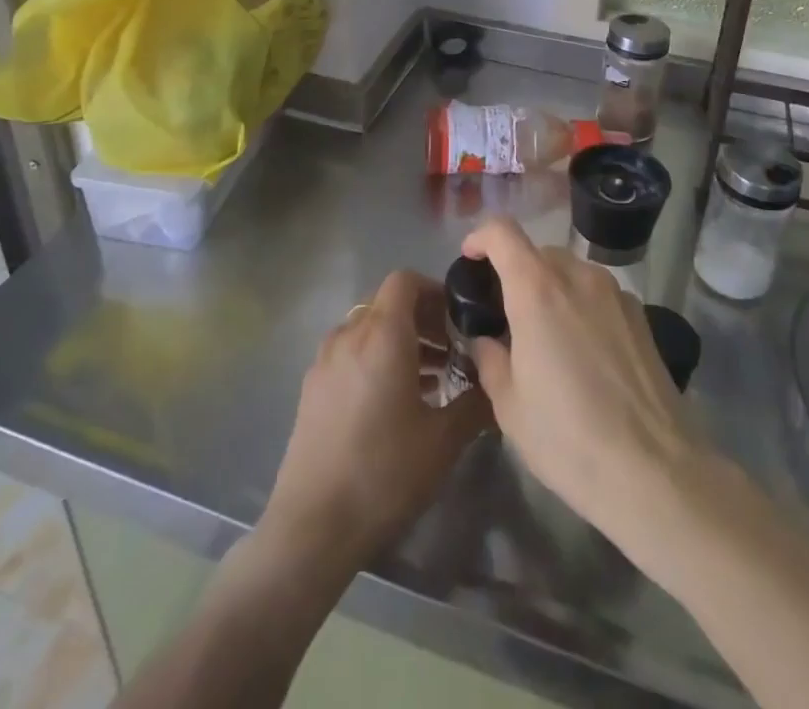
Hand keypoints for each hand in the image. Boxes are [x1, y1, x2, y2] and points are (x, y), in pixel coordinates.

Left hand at [261, 270, 490, 574]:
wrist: (312, 526)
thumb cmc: (384, 473)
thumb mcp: (443, 441)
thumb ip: (475, 404)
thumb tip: (496, 386)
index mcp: (382, 335)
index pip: (404, 280)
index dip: (434, 291)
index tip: (458, 320)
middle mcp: (349, 335)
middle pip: (387, 303)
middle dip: (422, 319)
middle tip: (451, 352)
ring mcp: (325, 360)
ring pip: (368, 329)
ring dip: (400, 341)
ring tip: (430, 381)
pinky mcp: (312, 387)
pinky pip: (350, 353)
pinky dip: (375, 359)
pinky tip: (394, 403)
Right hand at [461, 216, 702, 545]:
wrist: (655, 472)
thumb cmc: (568, 438)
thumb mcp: (509, 406)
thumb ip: (490, 359)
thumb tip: (487, 340)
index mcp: (536, 289)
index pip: (502, 232)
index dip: (480, 237)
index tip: (470, 260)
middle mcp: (577, 276)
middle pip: (537, 252)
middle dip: (515, 273)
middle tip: (506, 317)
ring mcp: (614, 293)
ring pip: (570, 272)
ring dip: (550, 290)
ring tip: (546, 339)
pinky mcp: (640, 315)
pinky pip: (597, 294)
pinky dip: (580, 307)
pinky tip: (584, 356)